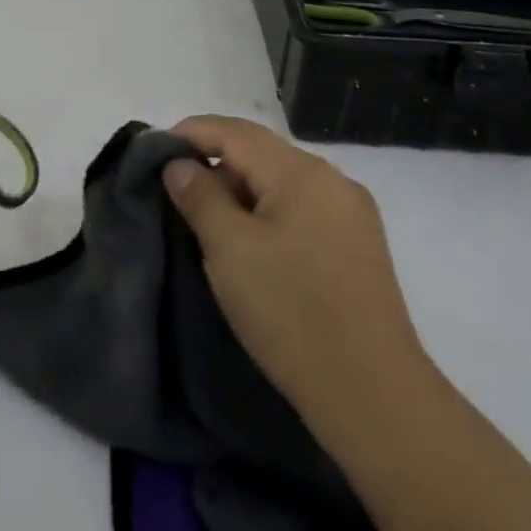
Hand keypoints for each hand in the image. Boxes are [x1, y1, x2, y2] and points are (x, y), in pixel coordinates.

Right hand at [161, 115, 424, 431]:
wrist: (375, 398)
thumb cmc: (292, 313)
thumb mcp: (229, 250)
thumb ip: (199, 196)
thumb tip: (180, 163)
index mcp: (302, 171)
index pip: (235, 131)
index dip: (192, 133)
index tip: (156, 150)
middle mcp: (332, 179)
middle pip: (260, 152)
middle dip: (216, 162)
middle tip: (176, 189)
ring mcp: (351, 213)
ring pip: (281, 181)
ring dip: (241, 189)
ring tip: (207, 217)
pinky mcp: (359, 246)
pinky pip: (302, 207)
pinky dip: (268, 211)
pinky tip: (251, 240)